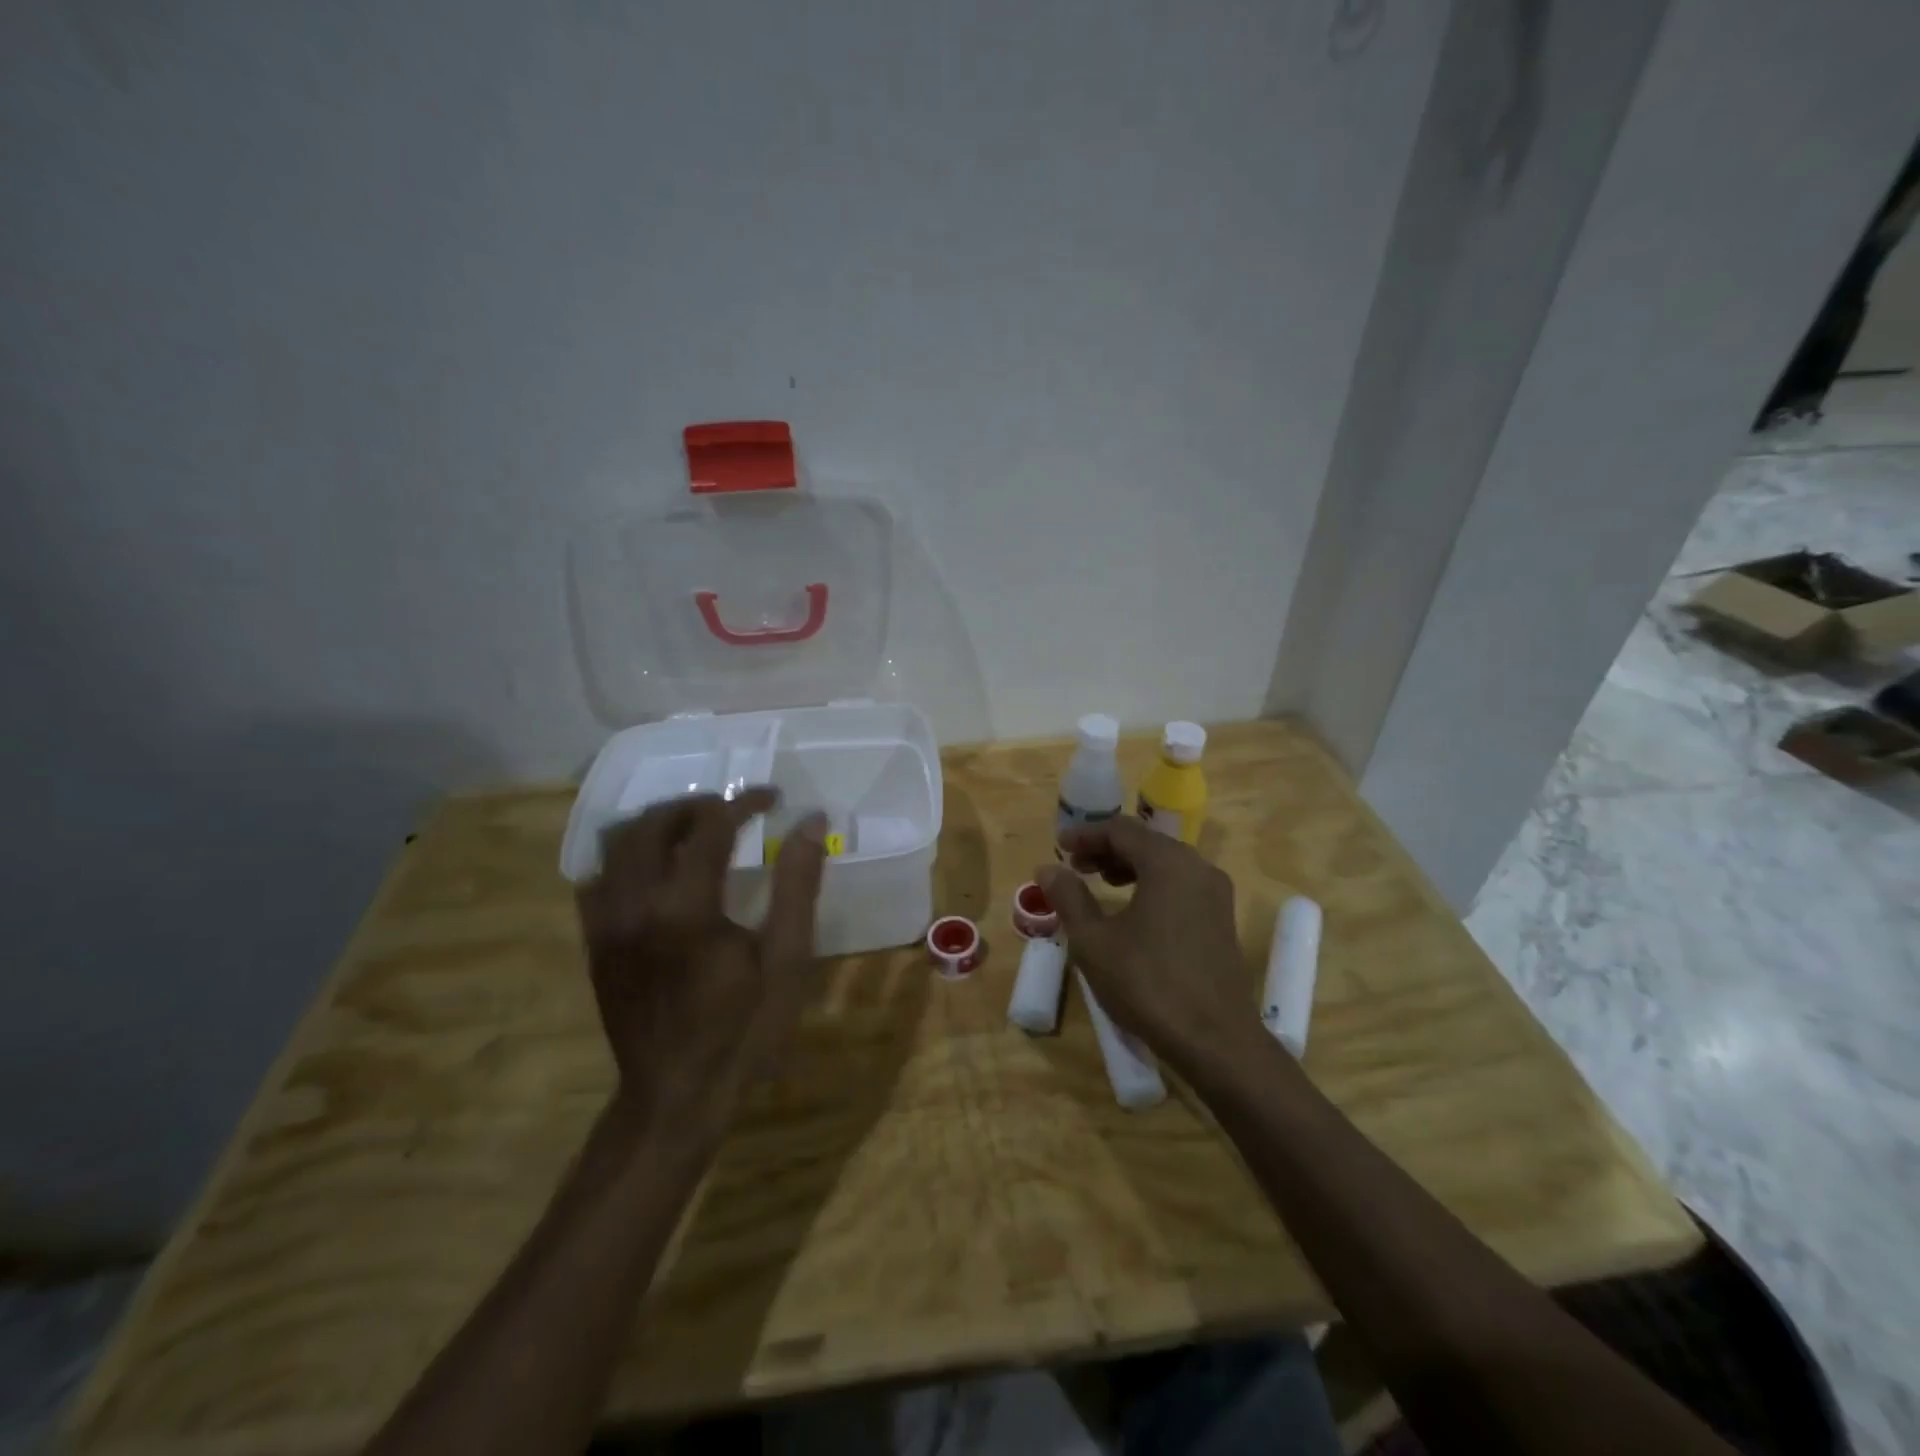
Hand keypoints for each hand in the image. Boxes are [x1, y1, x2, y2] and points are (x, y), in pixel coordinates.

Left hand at [576, 789, 826, 1144]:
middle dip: (695, 805)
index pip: (710, 826)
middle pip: (653, 822)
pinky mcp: (593, 941)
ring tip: (695, 830)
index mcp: (686, 908)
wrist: (675, 1095)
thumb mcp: (786, 959)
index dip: (744, 802)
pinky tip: (657, 870)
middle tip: (732, 810)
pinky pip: (598, 876)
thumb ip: (797, 885)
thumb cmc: (742, 1028)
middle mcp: (635, 905)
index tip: (773, 798)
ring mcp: (606, 923)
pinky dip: (627, 857)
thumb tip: (810, 822)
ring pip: (617, 843)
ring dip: (658, 823)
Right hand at [1036, 818, 1249, 1067]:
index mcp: (1168, 863)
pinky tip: (1132, 910)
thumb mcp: (1094, 941)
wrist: (1215, 1040)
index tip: (1059, 847)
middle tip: (1075, 866)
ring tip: (1100, 884)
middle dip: (1107, 849)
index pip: (1121, 830)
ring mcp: (1215, 893)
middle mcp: (1197, 867)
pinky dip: (1152, 884)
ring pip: (1165, 862)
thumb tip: (1048, 868)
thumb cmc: (1147, 984)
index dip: (1086, 834)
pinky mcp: (1222, 919)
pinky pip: (1181, 883)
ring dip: (1129, 866)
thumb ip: (1069, 897)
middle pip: (1146, 841)